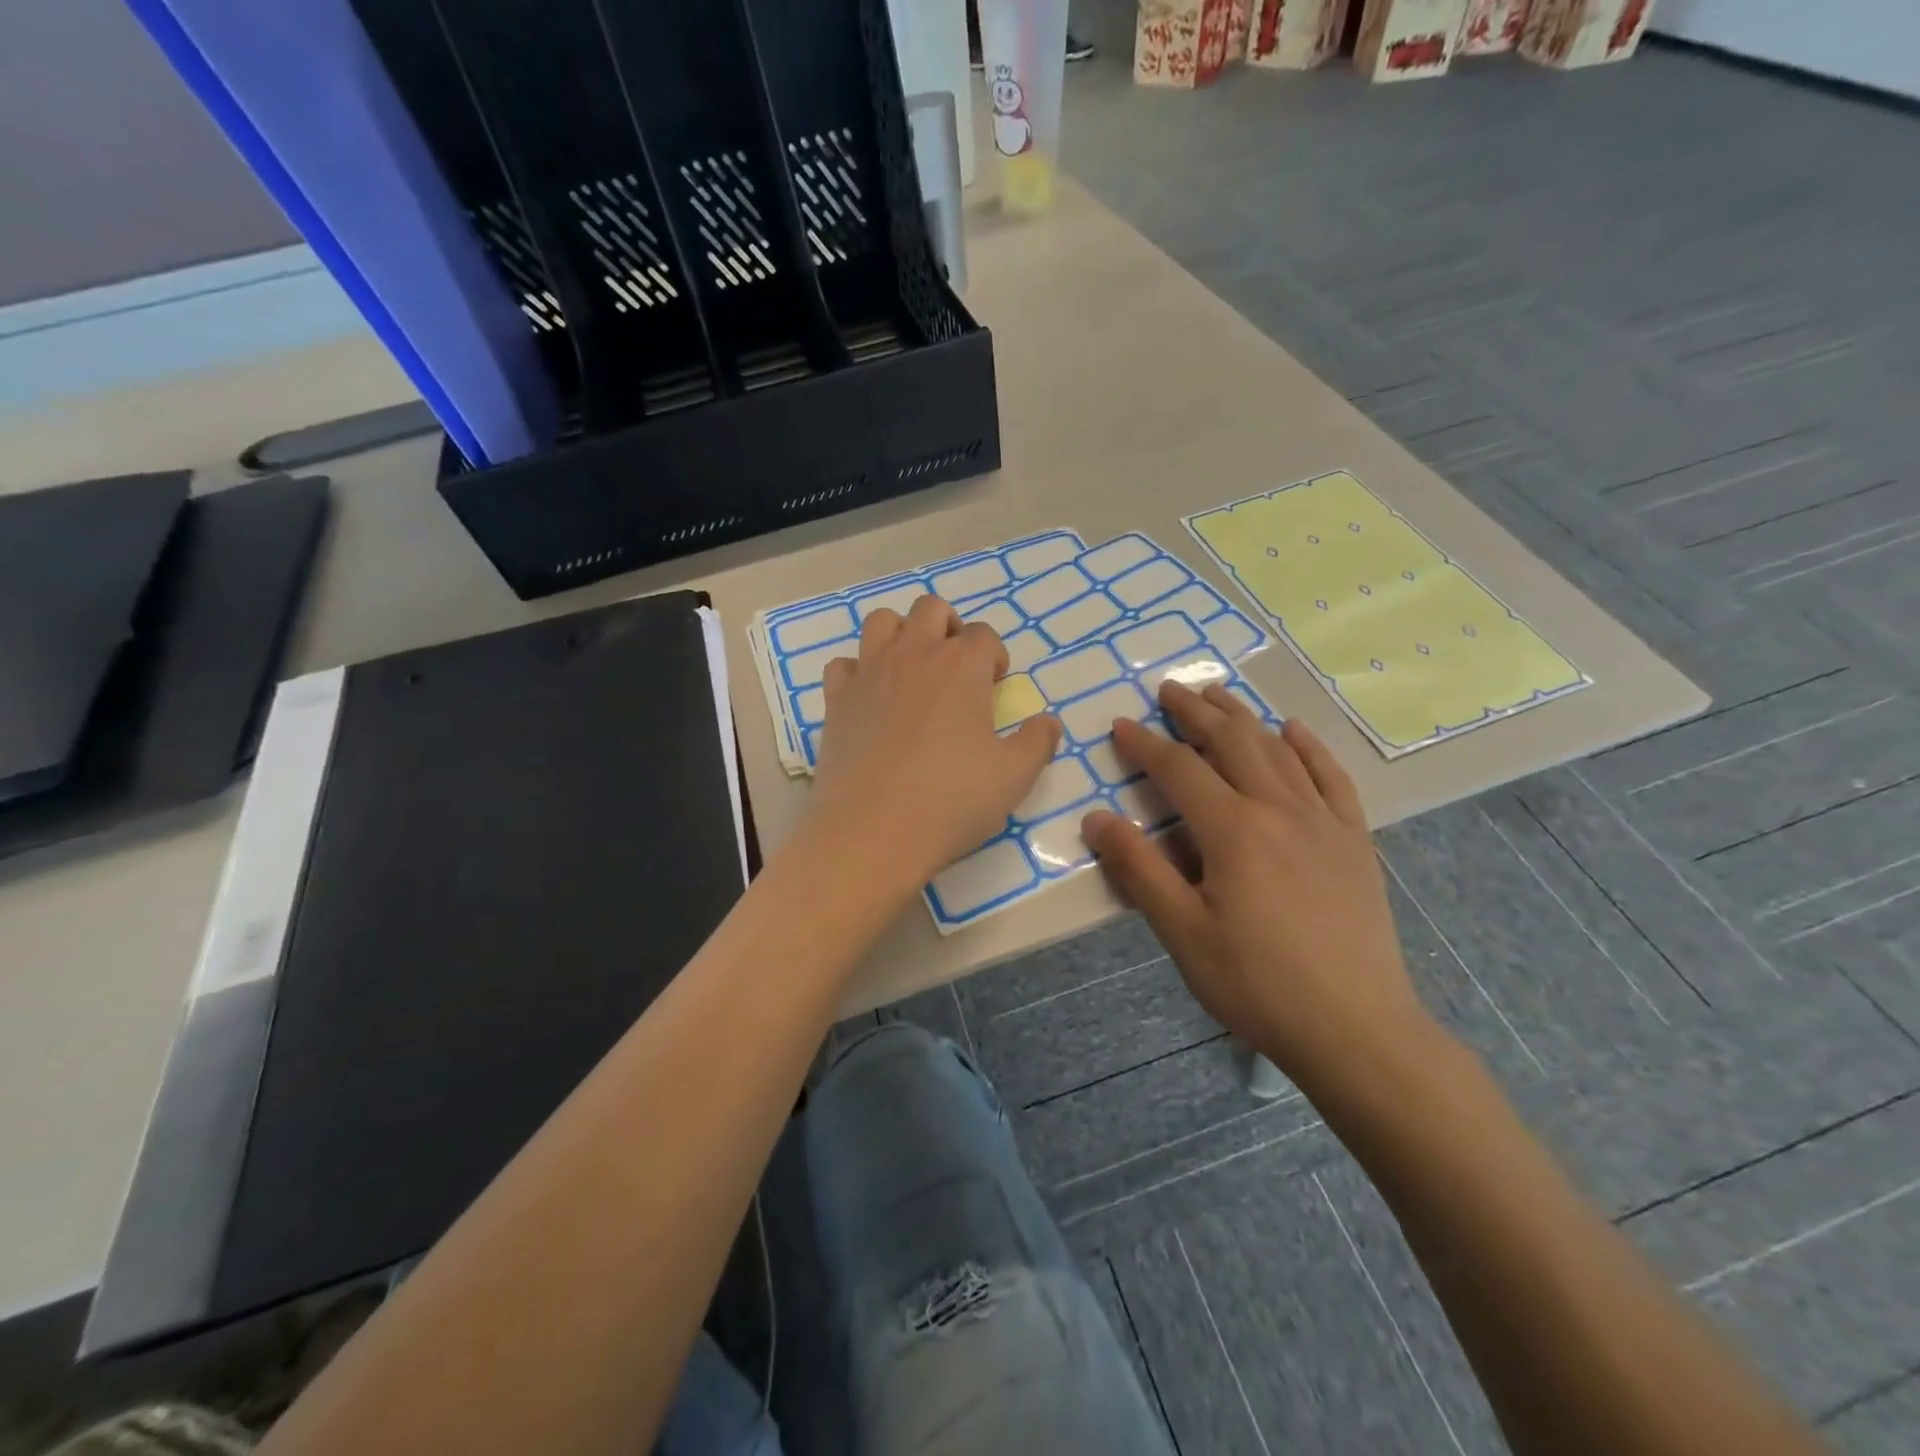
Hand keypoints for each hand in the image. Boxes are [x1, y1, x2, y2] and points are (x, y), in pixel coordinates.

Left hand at [810, 595, 1061, 892]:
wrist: (873, 831)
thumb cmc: (952, 800)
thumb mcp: (1014, 776)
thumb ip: (1038, 742)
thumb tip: (1048, 722)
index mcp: (962, 665)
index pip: (984, 635)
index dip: (994, 657)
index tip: (994, 688)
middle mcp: (914, 654)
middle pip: (931, 609)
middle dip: (949, 628)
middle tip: (956, 670)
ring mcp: (869, 672)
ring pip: (882, 621)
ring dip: (901, 634)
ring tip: (912, 671)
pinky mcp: (836, 699)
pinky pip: (844, 664)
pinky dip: (858, 672)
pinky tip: (870, 699)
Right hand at [1081, 683, 1437, 1099]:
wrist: (1357, 1029)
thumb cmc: (1257, 984)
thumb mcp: (1182, 933)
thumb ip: (1139, 870)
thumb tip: (1097, 818)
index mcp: (1233, 830)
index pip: (1180, 769)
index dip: (1145, 744)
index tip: (1120, 725)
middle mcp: (1278, 809)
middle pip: (1231, 742)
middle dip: (1195, 711)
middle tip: (1168, 689)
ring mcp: (1323, 821)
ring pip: (1278, 749)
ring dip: (1243, 717)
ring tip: (1218, 695)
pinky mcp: (1354, 840)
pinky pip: (1331, 777)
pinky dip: (1309, 746)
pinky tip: (1293, 729)